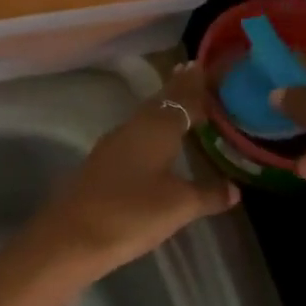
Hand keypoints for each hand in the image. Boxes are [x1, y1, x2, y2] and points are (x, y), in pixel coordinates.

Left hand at [29, 63, 238, 278]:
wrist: (71, 237)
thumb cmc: (132, 214)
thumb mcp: (179, 206)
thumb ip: (208, 193)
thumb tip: (234, 189)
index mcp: (156, 129)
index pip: (182, 98)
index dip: (196, 85)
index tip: (206, 68)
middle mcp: (133, 128)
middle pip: (160, 102)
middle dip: (177, 89)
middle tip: (193, 73)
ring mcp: (113, 145)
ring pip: (144, 117)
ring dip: (162, 107)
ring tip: (179, 103)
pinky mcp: (101, 164)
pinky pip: (133, 135)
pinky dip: (149, 129)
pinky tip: (153, 140)